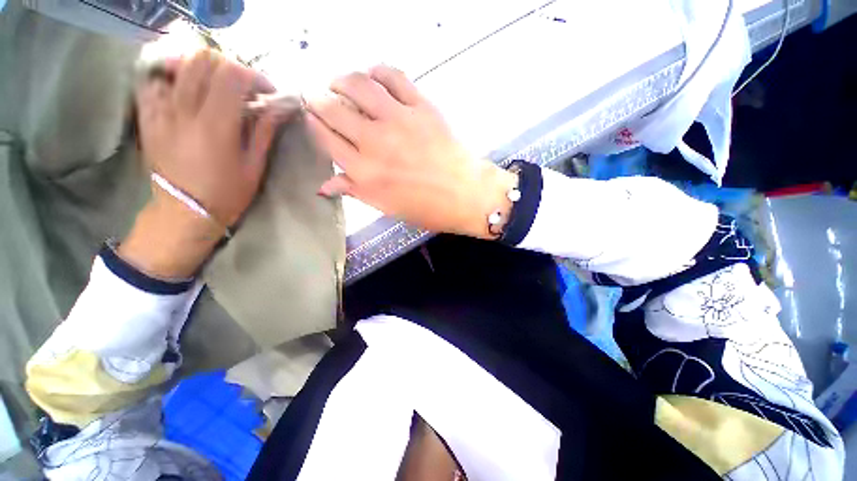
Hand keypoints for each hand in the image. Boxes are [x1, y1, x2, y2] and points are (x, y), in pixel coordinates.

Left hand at [137, 49, 284, 226]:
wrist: (184, 211)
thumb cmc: (226, 194)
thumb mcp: (254, 167)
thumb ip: (263, 132)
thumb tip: (278, 108)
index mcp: (215, 126)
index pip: (233, 76)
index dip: (254, 76)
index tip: (266, 91)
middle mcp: (184, 111)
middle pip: (202, 60)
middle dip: (228, 66)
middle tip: (242, 85)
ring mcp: (161, 111)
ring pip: (177, 64)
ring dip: (202, 68)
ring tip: (216, 85)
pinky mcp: (148, 117)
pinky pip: (153, 81)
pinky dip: (172, 76)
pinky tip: (185, 88)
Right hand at [306, 65, 516, 238]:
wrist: (467, 195)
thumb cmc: (427, 208)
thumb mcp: (387, 207)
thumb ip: (355, 191)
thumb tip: (324, 185)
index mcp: (365, 173)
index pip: (325, 139)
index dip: (313, 124)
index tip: (311, 118)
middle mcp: (375, 143)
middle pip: (332, 109)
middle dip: (318, 100)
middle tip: (319, 99)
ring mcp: (398, 120)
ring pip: (356, 84)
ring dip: (340, 80)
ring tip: (339, 84)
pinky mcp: (421, 106)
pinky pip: (392, 76)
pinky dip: (377, 71)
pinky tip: (373, 77)